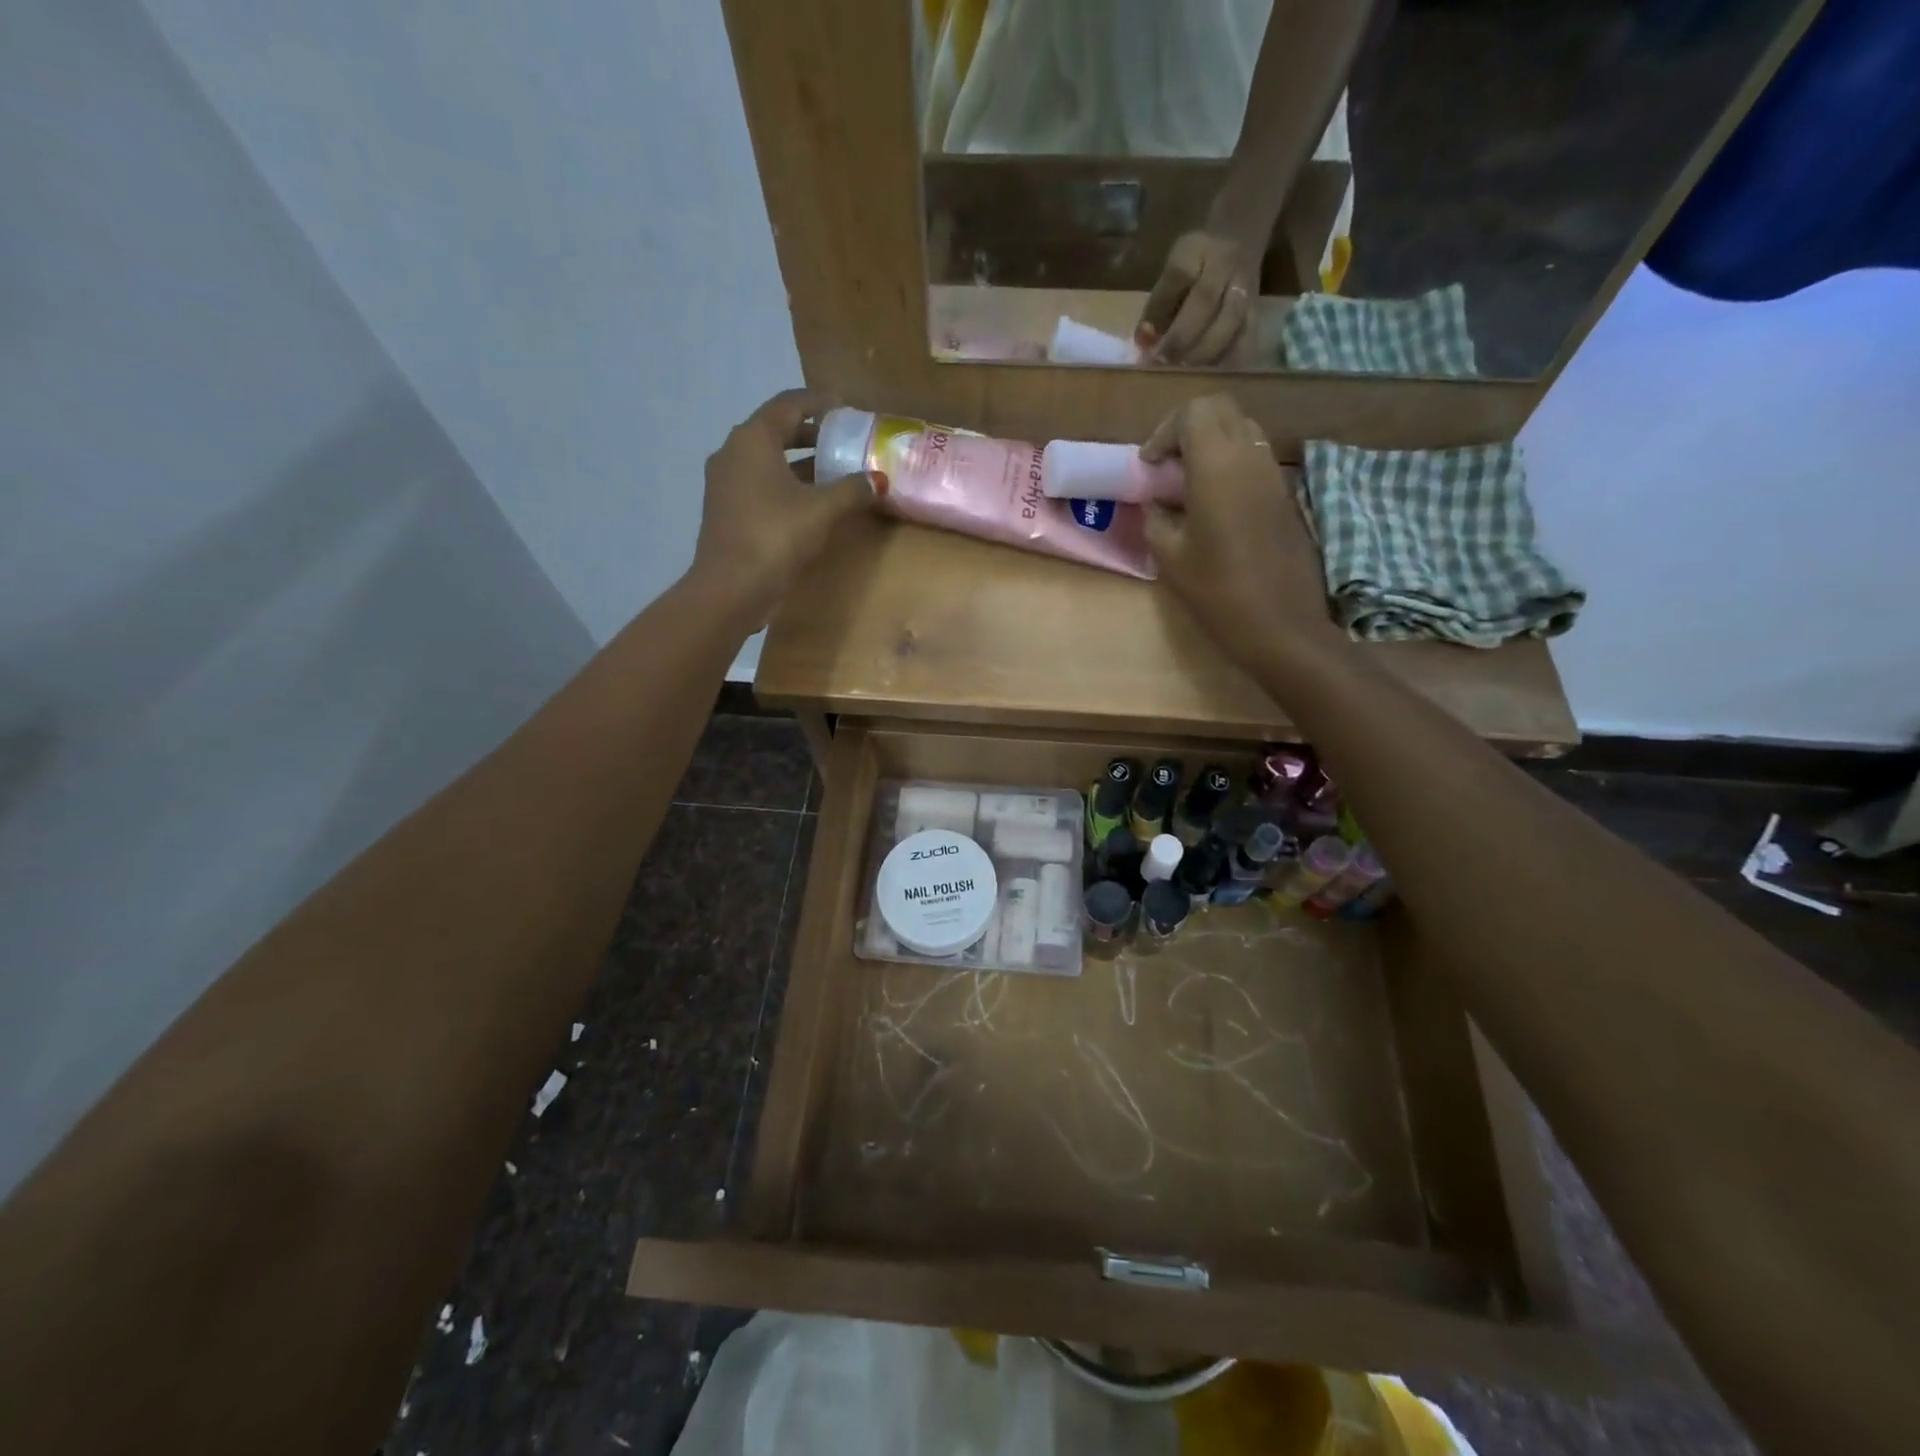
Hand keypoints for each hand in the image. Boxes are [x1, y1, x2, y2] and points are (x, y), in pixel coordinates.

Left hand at [691, 389, 877, 618]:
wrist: (731, 588)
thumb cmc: (775, 536)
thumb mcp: (822, 510)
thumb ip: (852, 489)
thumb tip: (878, 480)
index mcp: (753, 439)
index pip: (789, 404)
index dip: (820, 403)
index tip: (846, 408)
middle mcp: (733, 452)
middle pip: (777, 431)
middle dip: (812, 434)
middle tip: (845, 441)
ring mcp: (726, 483)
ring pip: (768, 460)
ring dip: (800, 463)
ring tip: (835, 472)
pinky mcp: (727, 510)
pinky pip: (761, 484)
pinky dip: (787, 484)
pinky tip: (812, 502)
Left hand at [1135, 231, 1259, 364]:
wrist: (1240, 238)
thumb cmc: (1196, 263)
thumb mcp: (1172, 271)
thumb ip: (1158, 304)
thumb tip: (1144, 343)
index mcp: (1196, 249)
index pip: (1178, 276)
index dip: (1159, 311)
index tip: (1144, 341)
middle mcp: (1226, 264)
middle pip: (1206, 301)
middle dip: (1181, 337)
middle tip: (1164, 360)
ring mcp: (1246, 286)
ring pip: (1230, 322)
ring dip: (1203, 352)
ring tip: (1185, 367)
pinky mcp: (1258, 309)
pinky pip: (1246, 338)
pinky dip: (1226, 358)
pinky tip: (1209, 370)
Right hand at [1141, 395, 1338, 665]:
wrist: (1281, 625)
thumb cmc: (1218, 592)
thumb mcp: (1170, 557)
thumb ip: (1156, 518)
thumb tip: (1155, 502)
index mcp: (1217, 466)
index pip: (1194, 412)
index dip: (1165, 431)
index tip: (1149, 465)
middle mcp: (1250, 457)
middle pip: (1221, 411)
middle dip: (1188, 428)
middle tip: (1167, 465)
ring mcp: (1273, 474)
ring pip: (1242, 430)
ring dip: (1211, 444)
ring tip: (1187, 484)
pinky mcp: (1285, 494)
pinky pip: (1255, 458)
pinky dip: (1230, 463)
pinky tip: (1214, 503)